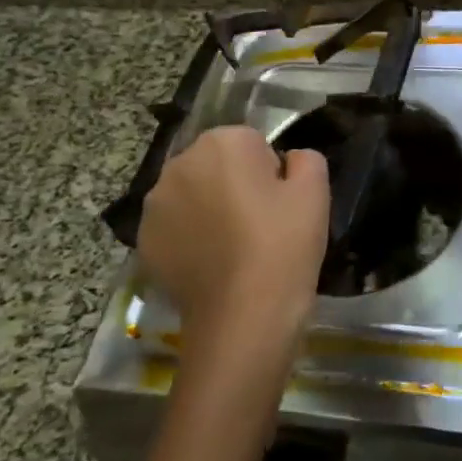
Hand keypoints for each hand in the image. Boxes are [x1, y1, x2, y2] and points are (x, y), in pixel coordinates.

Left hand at [136, 125, 329, 403]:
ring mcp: (155, 204)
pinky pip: (176, 227)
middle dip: (235, 184)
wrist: (243, 317)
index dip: (271, 173)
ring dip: (210, 208)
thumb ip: (305, 158)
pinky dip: (191, 237)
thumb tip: (288, 161)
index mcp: (222, 143)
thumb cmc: (283, 246)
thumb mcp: (316, 192)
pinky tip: (212, 264)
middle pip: (217, 165)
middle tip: (261, 225)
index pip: (253, 143)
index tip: (280, 204)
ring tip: (235, 247)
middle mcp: (179, 163)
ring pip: (193, 194)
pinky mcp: (145, 240)